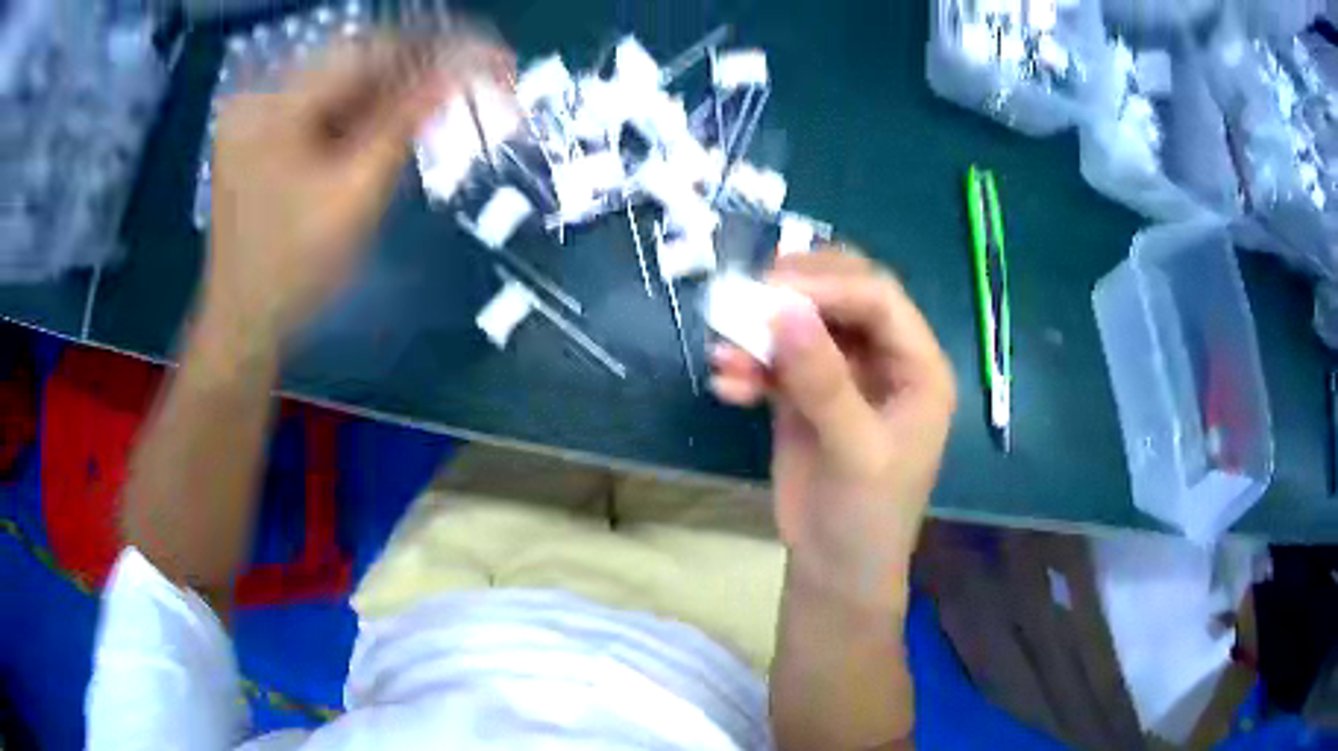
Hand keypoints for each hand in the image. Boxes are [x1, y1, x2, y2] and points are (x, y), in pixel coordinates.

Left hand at [204, 32, 512, 347]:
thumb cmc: (295, 270)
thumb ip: (406, 122)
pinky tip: (390, 128)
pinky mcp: (263, 135)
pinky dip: (362, 114)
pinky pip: (324, 109)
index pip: (368, 52)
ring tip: (438, 107)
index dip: (434, 49)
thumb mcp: (356, 195)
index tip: (490, 58)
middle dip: (416, 71)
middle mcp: (262, 96)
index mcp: (275, 106)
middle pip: (354, 64)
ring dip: (392, 93)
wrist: (244, 324)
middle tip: (470, 84)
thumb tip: (464, 68)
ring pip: (342, 85)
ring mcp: (258, 115)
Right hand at [710, 250, 956, 611]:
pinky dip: (750, 366)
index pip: (880, 300)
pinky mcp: (806, 394)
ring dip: (763, 331)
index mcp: (919, 367)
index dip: (829, 285)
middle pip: (845, 295)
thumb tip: (784, 310)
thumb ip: (824, 381)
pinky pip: (777, 361)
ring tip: (724, 350)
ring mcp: (844, 374)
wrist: (833, 568)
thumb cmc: (866, 516)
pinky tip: (726, 384)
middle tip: (749, 292)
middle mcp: (885, 360)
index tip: (773, 289)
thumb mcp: (855, 451)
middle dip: (797, 289)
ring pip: (804, 324)